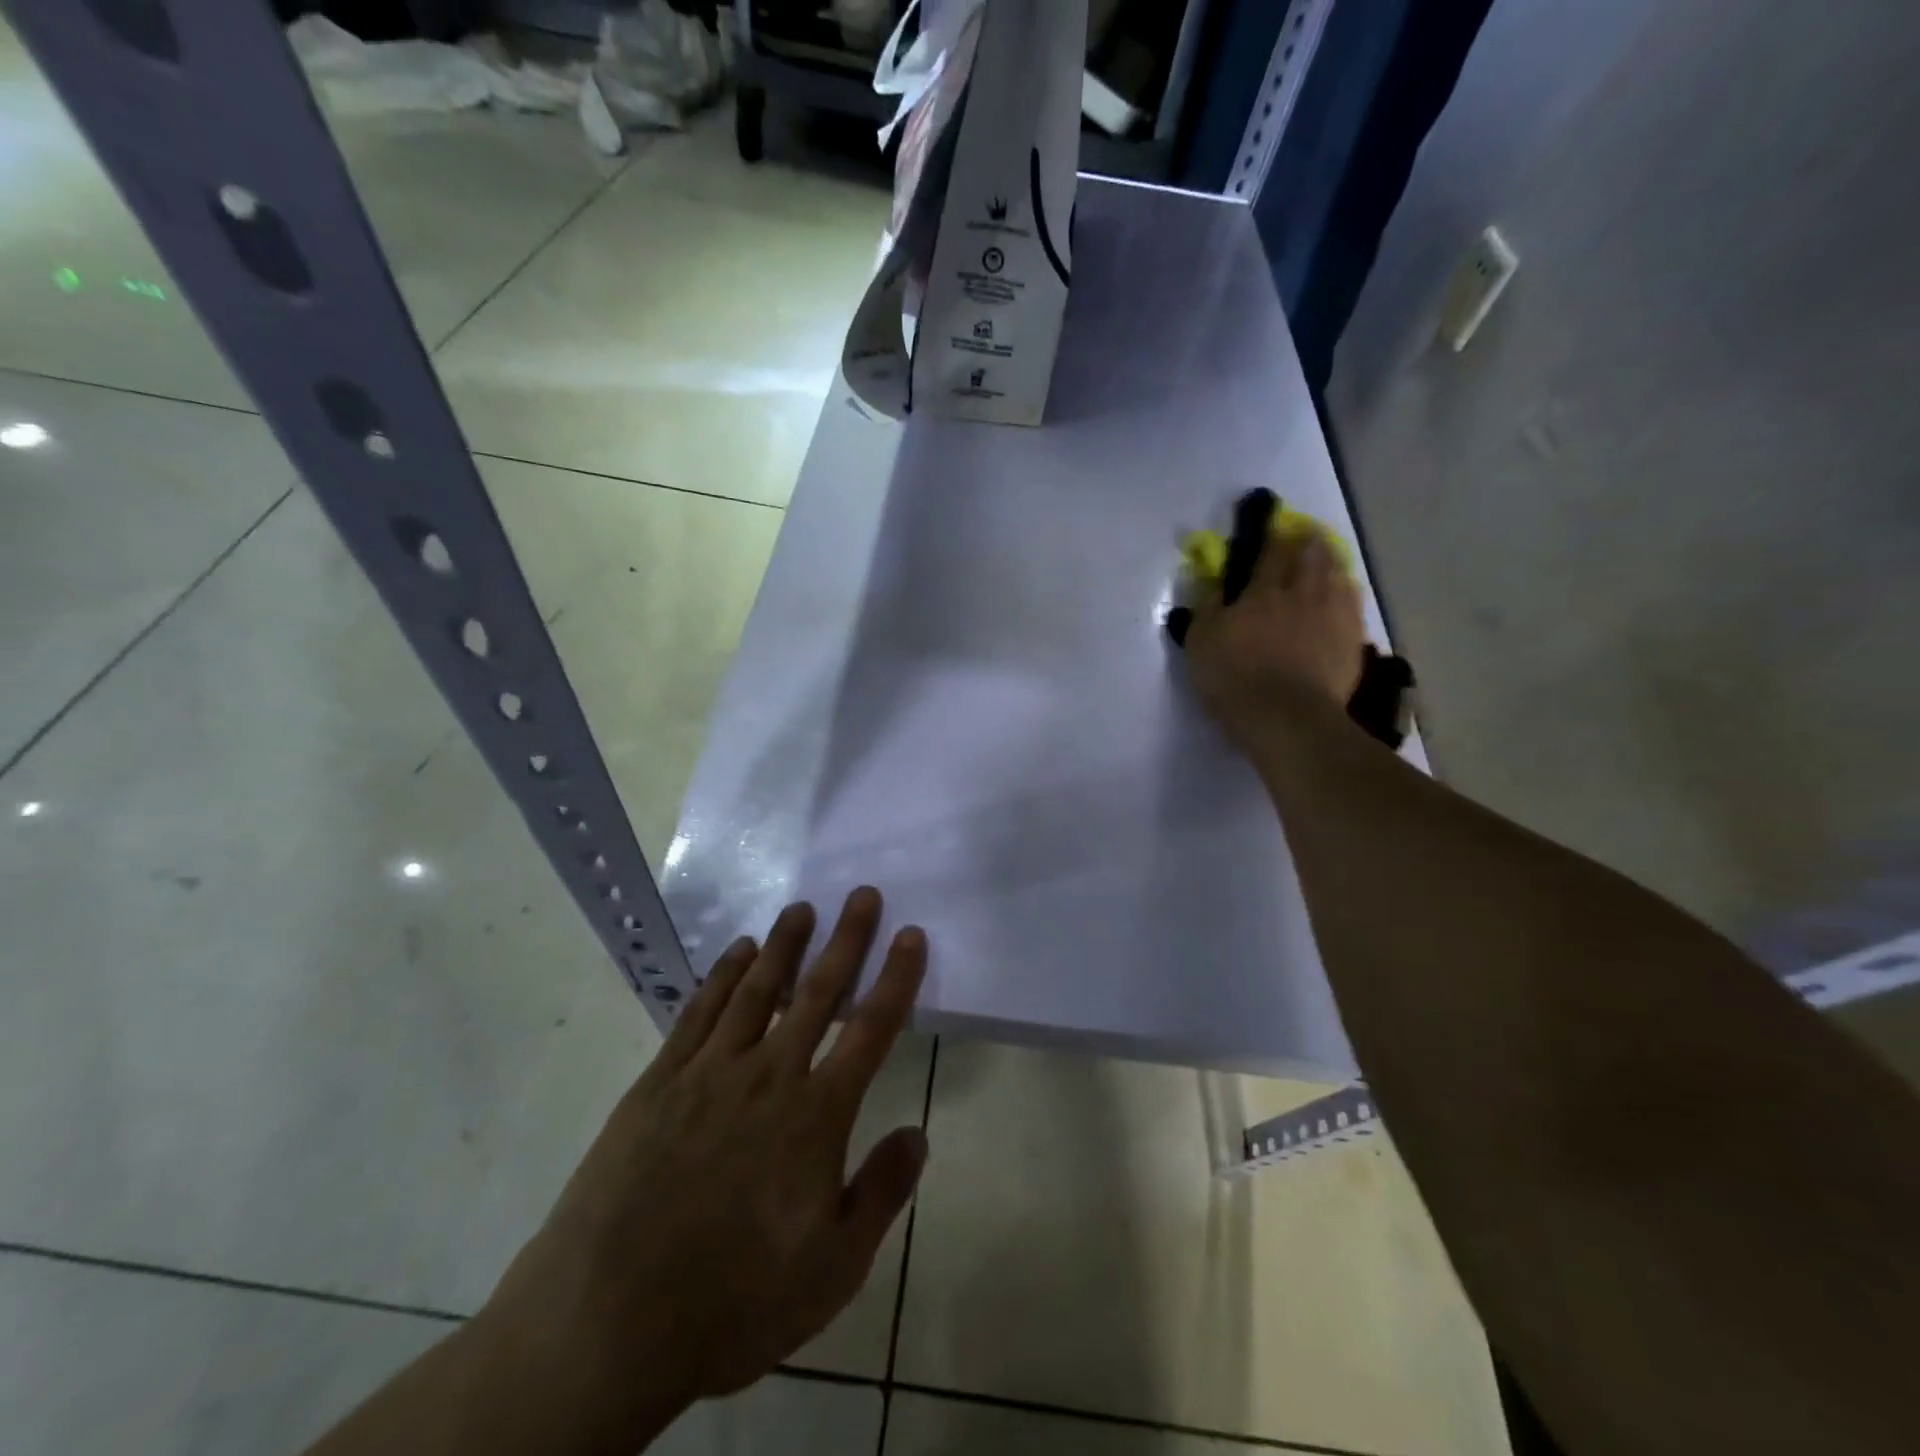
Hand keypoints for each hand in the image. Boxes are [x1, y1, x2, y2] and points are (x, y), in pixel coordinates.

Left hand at [477, 888, 927, 1443]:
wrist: (606, 1324)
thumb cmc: (732, 1302)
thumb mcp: (831, 1270)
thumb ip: (880, 1194)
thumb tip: (918, 1134)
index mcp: (816, 1117)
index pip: (870, 1030)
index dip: (895, 978)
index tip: (910, 934)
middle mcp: (768, 1077)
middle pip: (817, 993)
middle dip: (846, 940)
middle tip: (861, 894)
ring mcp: (709, 1073)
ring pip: (757, 990)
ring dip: (783, 945)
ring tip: (801, 908)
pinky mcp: (660, 1082)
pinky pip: (699, 1013)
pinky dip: (722, 976)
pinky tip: (736, 952)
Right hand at [1180, 521, 1366, 752]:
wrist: (1286, 717)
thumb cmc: (1235, 678)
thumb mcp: (1202, 642)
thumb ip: (1208, 607)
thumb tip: (1215, 582)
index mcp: (1264, 591)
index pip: (1272, 551)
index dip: (1273, 535)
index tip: (1272, 526)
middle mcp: (1303, 594)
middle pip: (1312, 557)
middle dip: (1309, 543)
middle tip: (1306, 538)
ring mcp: (1333, 616)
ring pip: (1338, 576)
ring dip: (1332, 564)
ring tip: (1327, 562)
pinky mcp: (1352, 641)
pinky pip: (1353, 605)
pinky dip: (1347, 593)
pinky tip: (1345, 594)